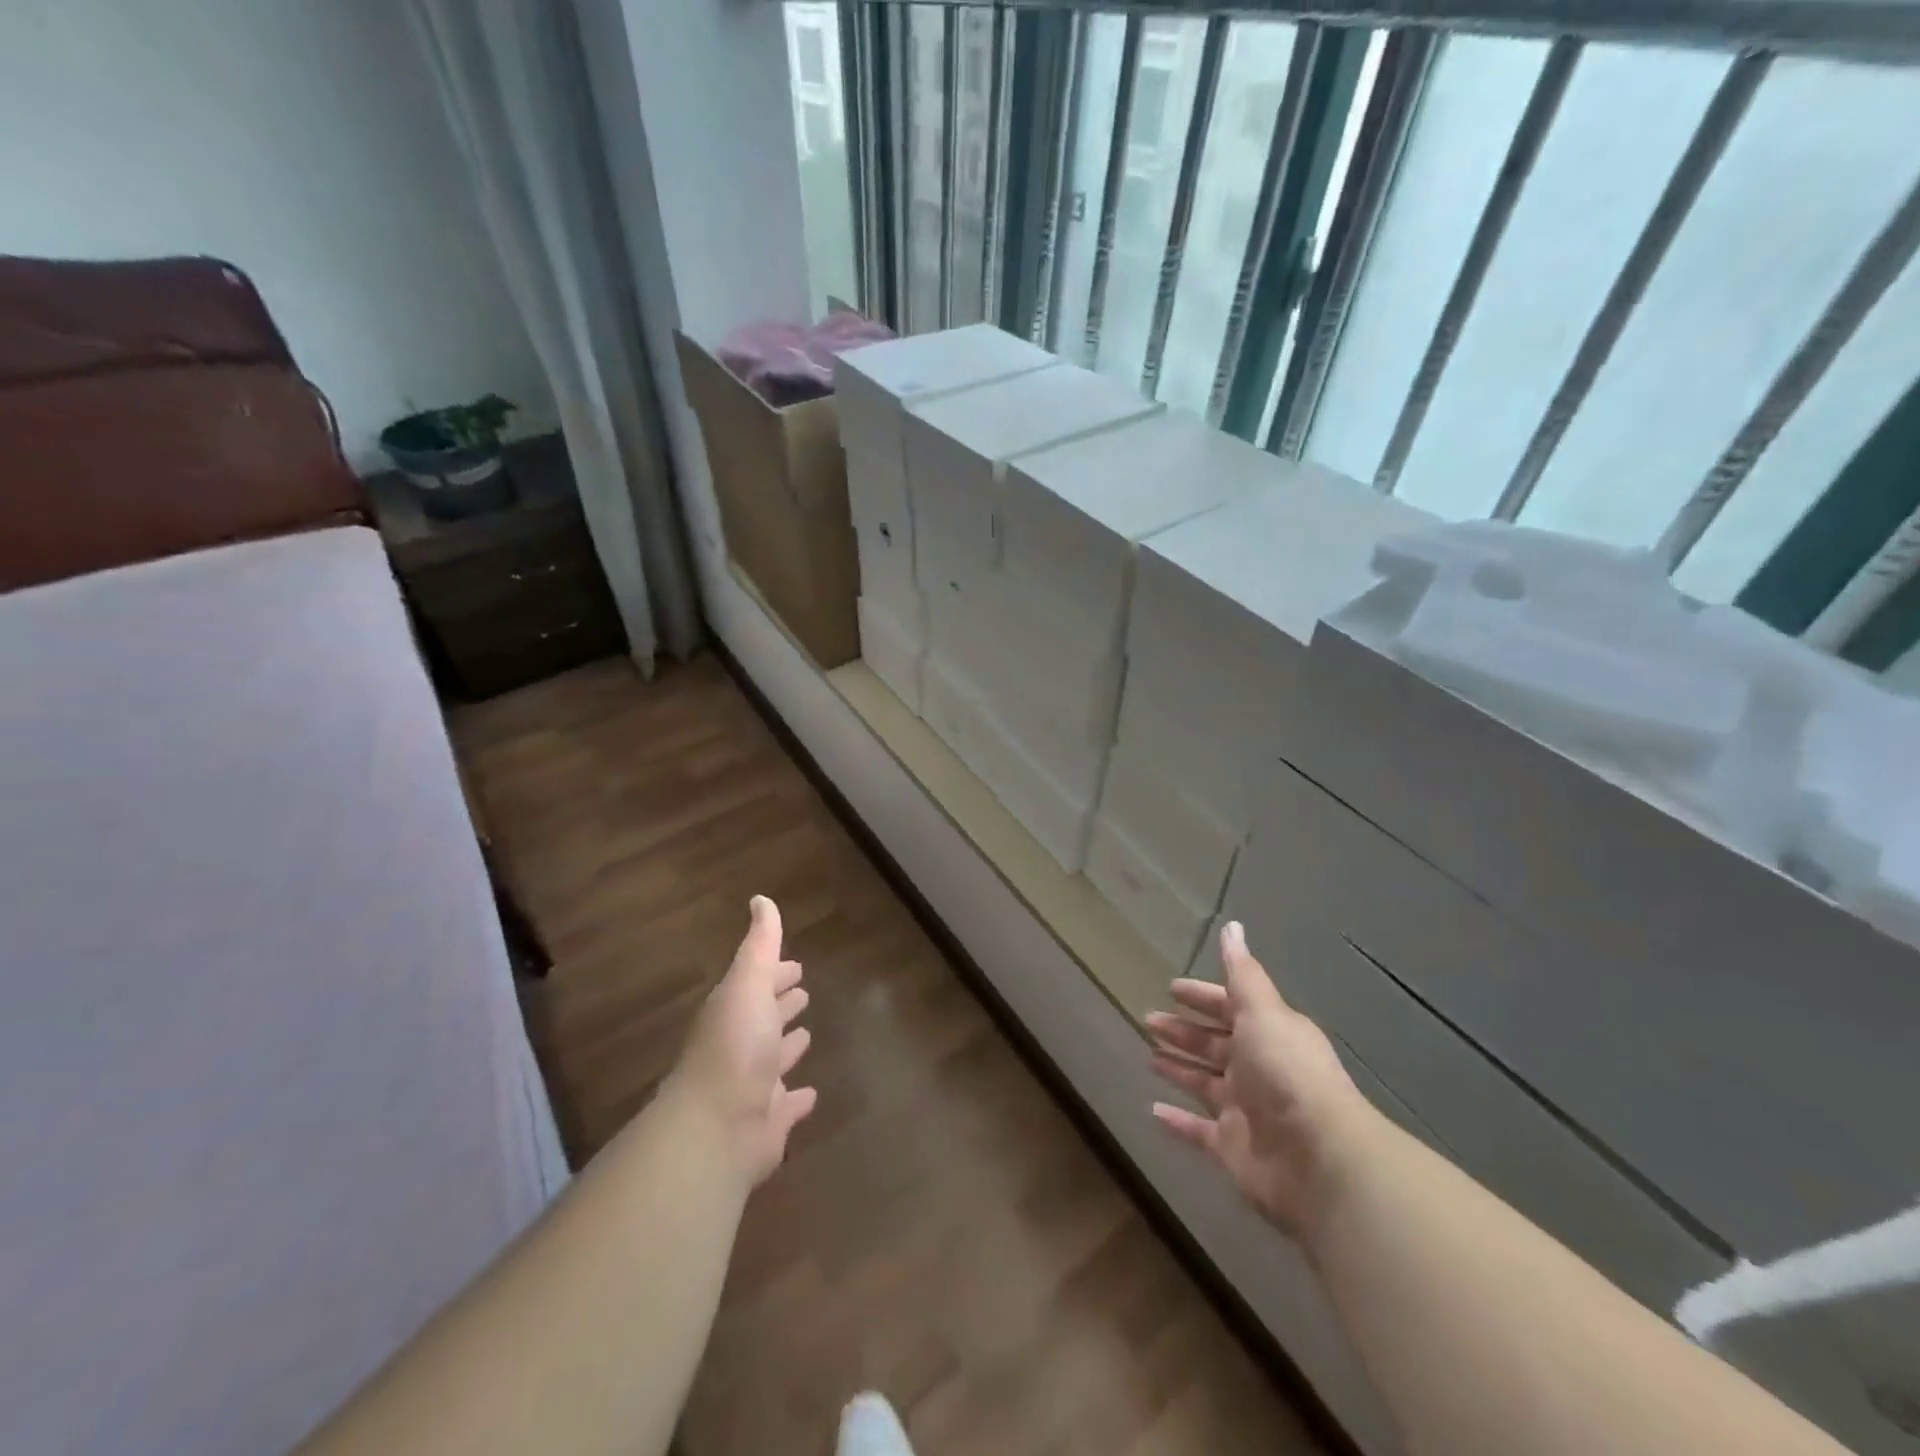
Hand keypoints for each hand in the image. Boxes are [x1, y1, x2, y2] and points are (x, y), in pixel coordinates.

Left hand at [668, 896, 816, 1185]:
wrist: (716, 1128)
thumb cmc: (735, 1046)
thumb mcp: (749, 984)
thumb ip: (760, 945)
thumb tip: (760, 899)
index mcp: (734, 1012)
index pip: (758, 985)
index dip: (776, 975)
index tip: (796, 967)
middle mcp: (740, 1048)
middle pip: (764, 1020)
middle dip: (781, 1005)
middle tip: (802, 993)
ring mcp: (752, 1088)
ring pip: (774, 1062)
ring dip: (788, 1048)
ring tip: (807, 1036)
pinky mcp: (766, 1124)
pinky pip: (786, 1106)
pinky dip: (797, 1100)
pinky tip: (811, 1095)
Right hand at [1147, 921, 1373, 1238]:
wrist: (1318, 1159)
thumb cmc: (1286, 1073)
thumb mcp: (1262, 1012)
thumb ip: (1242, 973)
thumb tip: (1233, 926)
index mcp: (1268, 1034)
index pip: (1229, 1007)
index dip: (1202, 996)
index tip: (1171, 988)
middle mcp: (1258, 1068)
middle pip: (1214, 1044)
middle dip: (1183, 1030)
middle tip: (1149, 1019)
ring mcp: (1245, 1110)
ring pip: (1204, 1083)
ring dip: (1179, 1068)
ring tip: (1148, 1055)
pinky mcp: (1232, 1147)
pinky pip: (1198, 1130)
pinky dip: (1177, 1121)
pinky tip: (1153, 1109)